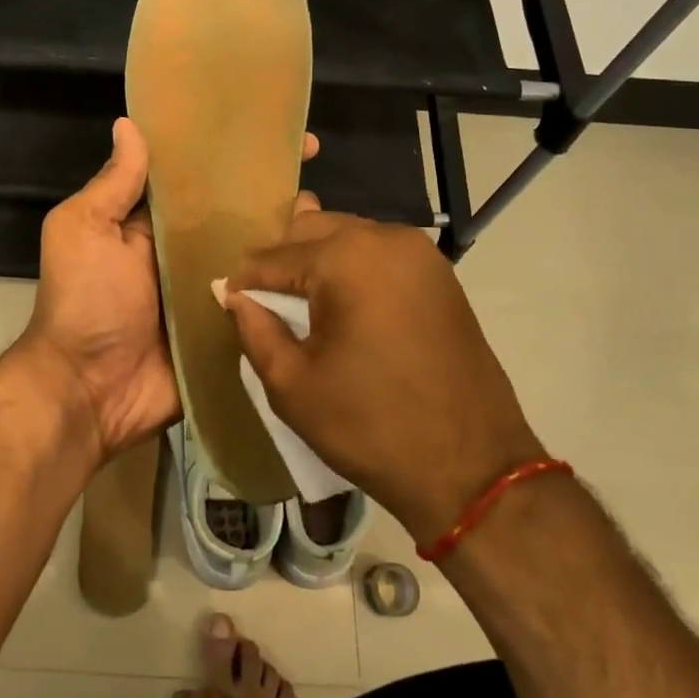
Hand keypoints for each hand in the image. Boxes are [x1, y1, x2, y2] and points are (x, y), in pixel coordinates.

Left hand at [12, 118, 323, 466]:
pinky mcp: (228, 329)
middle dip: (271, 189)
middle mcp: (184, 252)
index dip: (229, 152)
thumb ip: (112, 185)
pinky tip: (328, 267)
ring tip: (333, 214)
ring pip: (256, 255)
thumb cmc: (85, 302)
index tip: (270, 126)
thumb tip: (129, 124)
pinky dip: (288, 288)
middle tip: (315, 163)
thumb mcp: (83, 230)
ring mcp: (211, 291)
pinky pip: (262, 302)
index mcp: (151, 224)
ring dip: (289, 235)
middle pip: (234, 214)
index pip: (197, 177)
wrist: (91, 392)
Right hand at [222, 212, 544, 547]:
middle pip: (312, 230)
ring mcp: (419, 252)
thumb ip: (254, 329)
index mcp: (346, 259)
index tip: (225, 300)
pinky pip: (379, 253)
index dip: (244, 282)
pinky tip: (339, 295)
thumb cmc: (371, 426)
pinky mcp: (439, 274)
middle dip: (281, 259)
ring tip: (295, 295)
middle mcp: (384, 238)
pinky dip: (352, 266)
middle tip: (261, 298)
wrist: (472, 467)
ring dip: (316, 258)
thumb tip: (233, 295)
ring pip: (347, 236)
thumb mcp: (293, 385)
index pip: (274, 258)